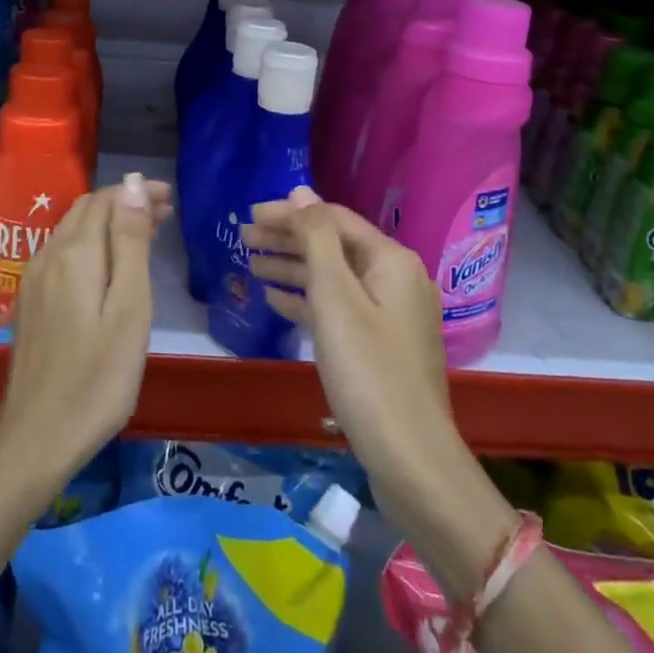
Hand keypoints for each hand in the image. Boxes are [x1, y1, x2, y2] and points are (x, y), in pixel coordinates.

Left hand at [0, 172, 171, 487]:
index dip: (137, 192)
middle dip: (124, 203)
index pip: (106, 199)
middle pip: (87, 210)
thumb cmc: (98, 377)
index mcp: (75, 253)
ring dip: (108, 223)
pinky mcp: (29, 303)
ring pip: (73, 230)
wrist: (37, 439)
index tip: (169, 198)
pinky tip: (108, 266)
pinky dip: (91, 244)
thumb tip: (131, 184)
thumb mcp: (130, 307)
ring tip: (144, 234)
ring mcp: (34, 280)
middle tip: (163, 214)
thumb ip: (130, 242)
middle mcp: (48, 256)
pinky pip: (62, 253)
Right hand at [240, 187, 472, 525]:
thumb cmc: (368, 371)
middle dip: (287, 239)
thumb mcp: (336, 297)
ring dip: (292, 268)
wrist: (411, 460)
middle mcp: (395, 278)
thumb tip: (301, 192)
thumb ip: (316, 239)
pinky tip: (275, 301)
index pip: (332, 219)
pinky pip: (339, 308)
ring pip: (333, 277)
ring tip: (249, 264)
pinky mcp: (381, 344)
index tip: (249, 214)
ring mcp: (390, 313)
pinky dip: (307, 300)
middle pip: (332, 245)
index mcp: (390, 259)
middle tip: (242, 238)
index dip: (289, 213)